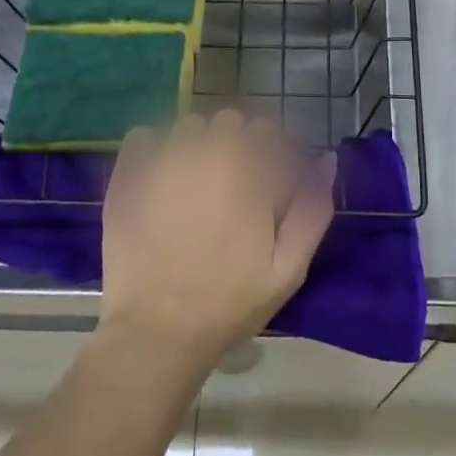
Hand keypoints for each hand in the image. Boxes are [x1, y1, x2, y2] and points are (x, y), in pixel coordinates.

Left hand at [99, 111, 334, 373]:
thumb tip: (327, 159)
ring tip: (192, 185)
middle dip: (234, 145)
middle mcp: (207, 153)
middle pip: (228, 122)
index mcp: (249, 172)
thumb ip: (313, 208)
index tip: (264, 184)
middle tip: (230, 188)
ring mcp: (163, 161)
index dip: (269, 154)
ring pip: (188, 127)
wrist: (157, 334)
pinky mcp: (128, 175)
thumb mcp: (288, 268)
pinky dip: (152, 150)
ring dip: (195, 145)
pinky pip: (142, 137)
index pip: (266, 131)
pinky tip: (157, 179)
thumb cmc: (229, 303)